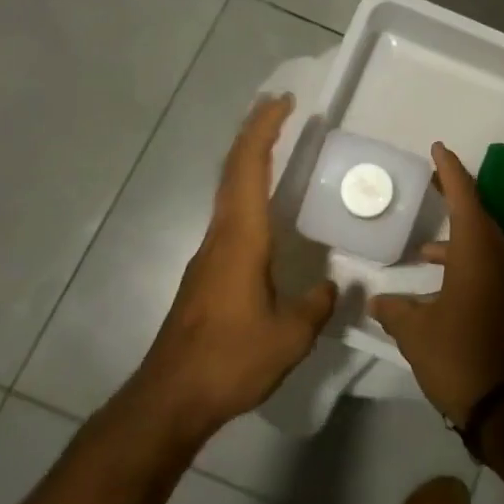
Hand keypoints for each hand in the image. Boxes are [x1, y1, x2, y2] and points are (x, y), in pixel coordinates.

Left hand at [122, 94, 337, 444]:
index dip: (264, 130)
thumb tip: (334, 286)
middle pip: (233, 170)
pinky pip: (228, 214)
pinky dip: (245, 190)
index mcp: (241, 239)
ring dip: (248, 159)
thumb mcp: (288, 337)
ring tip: (274, 145)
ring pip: (227, 191)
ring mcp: (208, 254)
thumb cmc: (230, 361)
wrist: (169, 400)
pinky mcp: (205, 274)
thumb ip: (316, 305)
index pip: (248, 169)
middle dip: (254, 133)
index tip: (283, 103)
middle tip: (279, 108)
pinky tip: (263, 209)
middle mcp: (220, 236)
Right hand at [370, 142, 503, 423]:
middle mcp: (501, 258)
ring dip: (458, 238)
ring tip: (424, 248)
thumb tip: (376, 301)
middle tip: (432, 183)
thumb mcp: (416, 334)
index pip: (464, 197)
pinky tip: (443, 286)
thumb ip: (395, 311)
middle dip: (454, 198)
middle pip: (478, 215)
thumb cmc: (460, 358)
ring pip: (485, 244)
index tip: (438, 148)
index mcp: (478, 252)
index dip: (450, 170)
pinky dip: (467, 263)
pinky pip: (491, 267)